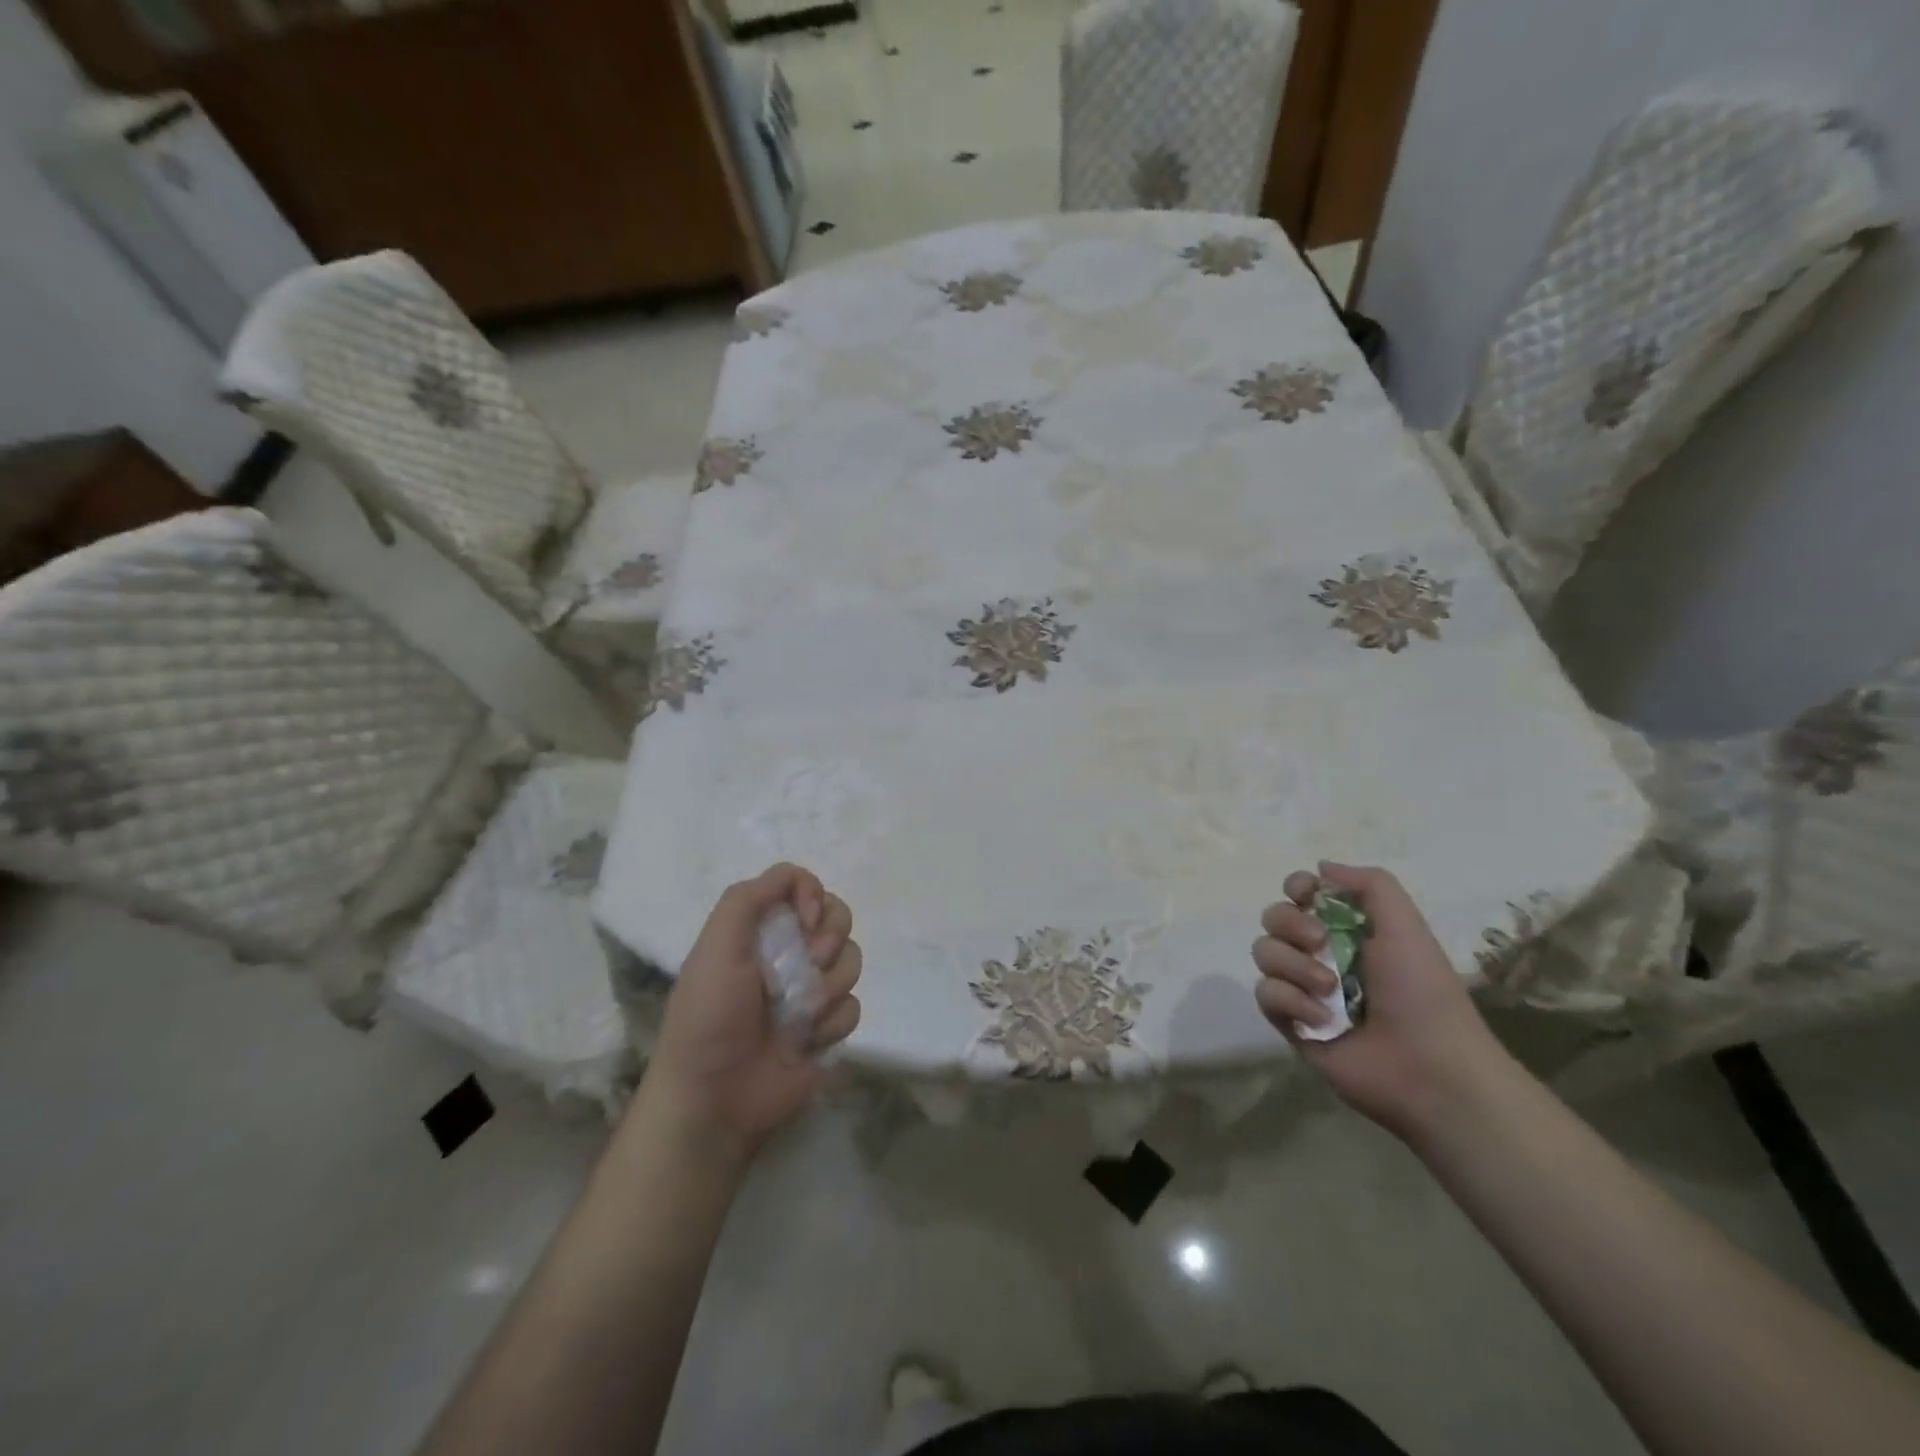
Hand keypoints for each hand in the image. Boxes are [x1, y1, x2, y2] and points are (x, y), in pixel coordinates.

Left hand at [642, 863, 861, 1165]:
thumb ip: (748, 899)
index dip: (813, 896)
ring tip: (798, 1015)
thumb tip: (800, 882)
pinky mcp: (828, 1027)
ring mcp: (811, 990)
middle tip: (807, 965)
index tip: (805, 922)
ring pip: (852, 960)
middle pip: (838, 917)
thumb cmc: (710, 1018)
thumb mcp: (715, 946)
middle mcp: (789, 952)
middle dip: (828, 941)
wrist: (715, 1100)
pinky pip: (854, 1006)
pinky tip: (805, 1043)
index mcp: (760, 929)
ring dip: (828, 987)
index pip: (804, 886)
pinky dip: (831, 1024)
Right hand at [1251, 862, 1514, 1139]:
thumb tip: (1320, 868)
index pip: (1301, 893)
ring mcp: (1303, 988)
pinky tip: (1319, 1019)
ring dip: (1294, 966)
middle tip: (1320, 943)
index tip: (1305, 896)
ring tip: (1328, 991)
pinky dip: (1289, 1001)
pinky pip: (1265, 994)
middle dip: (1290, 924)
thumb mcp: (1406, 925)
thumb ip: (1370, 884)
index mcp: (1349, 929)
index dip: (1296, 887)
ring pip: (1264, 953)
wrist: (1428, 1068)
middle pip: (1274, 918)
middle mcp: (1321, 954)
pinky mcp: (1290, 1023)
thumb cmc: (1421, 992)